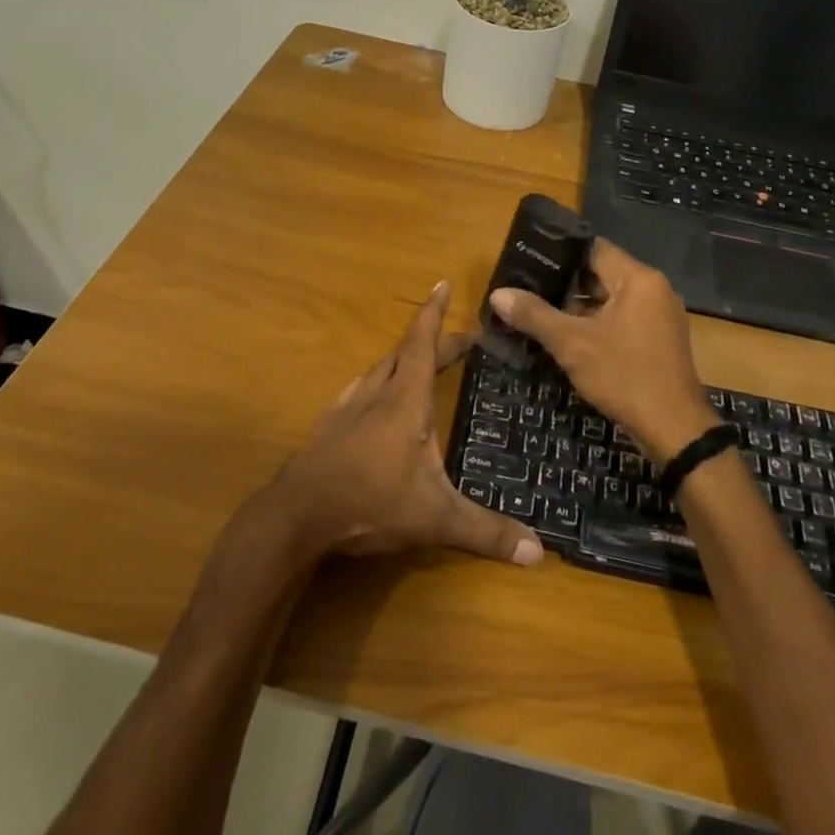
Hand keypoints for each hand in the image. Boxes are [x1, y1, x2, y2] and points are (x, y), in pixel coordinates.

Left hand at [270, 282, 543, 567]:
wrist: (296, 515)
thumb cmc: (370, 502)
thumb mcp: (435, 519)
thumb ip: (486, 532)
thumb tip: (538, 551)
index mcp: (405, 401)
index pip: (423, 344)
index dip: (434, 314)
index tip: (441, 283)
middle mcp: (377, 394)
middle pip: (407, 354)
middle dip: (434, 341)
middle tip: (462, 341)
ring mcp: (348, 409)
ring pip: (380, 370)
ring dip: (404, 359)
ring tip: (421, 363)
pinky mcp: (330, 427)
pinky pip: (360, 390)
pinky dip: (377, 383)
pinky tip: (374, 397)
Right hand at [488, 241, 715, 464]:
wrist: (674, 429)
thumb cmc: (624, 376)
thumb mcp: (572, 345)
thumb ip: (534, 315)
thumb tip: (498, 294)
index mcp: (638, 279)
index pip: (594, 248)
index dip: (560, 253)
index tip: (530, 260)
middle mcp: (654, 289)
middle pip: (602, 273)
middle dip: (565, 283)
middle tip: (528, 288)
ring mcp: (660, 315)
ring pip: (612, 299)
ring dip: (580, 306)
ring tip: (540, 311)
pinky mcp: (659, 339)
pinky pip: (623, 319)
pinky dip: (598, 324)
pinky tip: (569, 337)